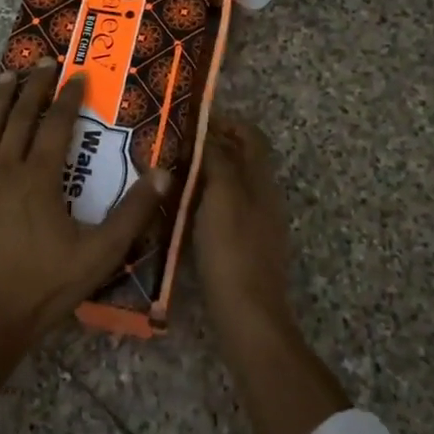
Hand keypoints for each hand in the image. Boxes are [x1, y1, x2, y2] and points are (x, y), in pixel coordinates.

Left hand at [0, 61, 169, 361]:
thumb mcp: (99, 255)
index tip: (77, 75)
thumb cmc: (43, 287)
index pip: (56, 124)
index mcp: (39, 178)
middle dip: (34, 86)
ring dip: (1, 98)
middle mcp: (5, 169)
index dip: (68, 97)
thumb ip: (133, 213)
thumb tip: (165, 174)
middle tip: (43, 61)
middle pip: (20, 115)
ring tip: (9, 75)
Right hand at [191, 116, 347, 433]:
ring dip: (205, 172)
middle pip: (241, 158)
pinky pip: (223, 209)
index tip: (193, 117)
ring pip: (231, 185)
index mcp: (262, 180)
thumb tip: (210, 132)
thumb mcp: (223, 197)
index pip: (251, 136)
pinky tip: (178, 208)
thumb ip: (218, 160)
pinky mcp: (243, 247)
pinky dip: (204, 199)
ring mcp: (256, 224)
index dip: (226, 121)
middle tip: (174, 142)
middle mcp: (263, 197)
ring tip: (170, 171)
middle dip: (212, 145)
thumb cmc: (233, 250)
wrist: (248, 316)